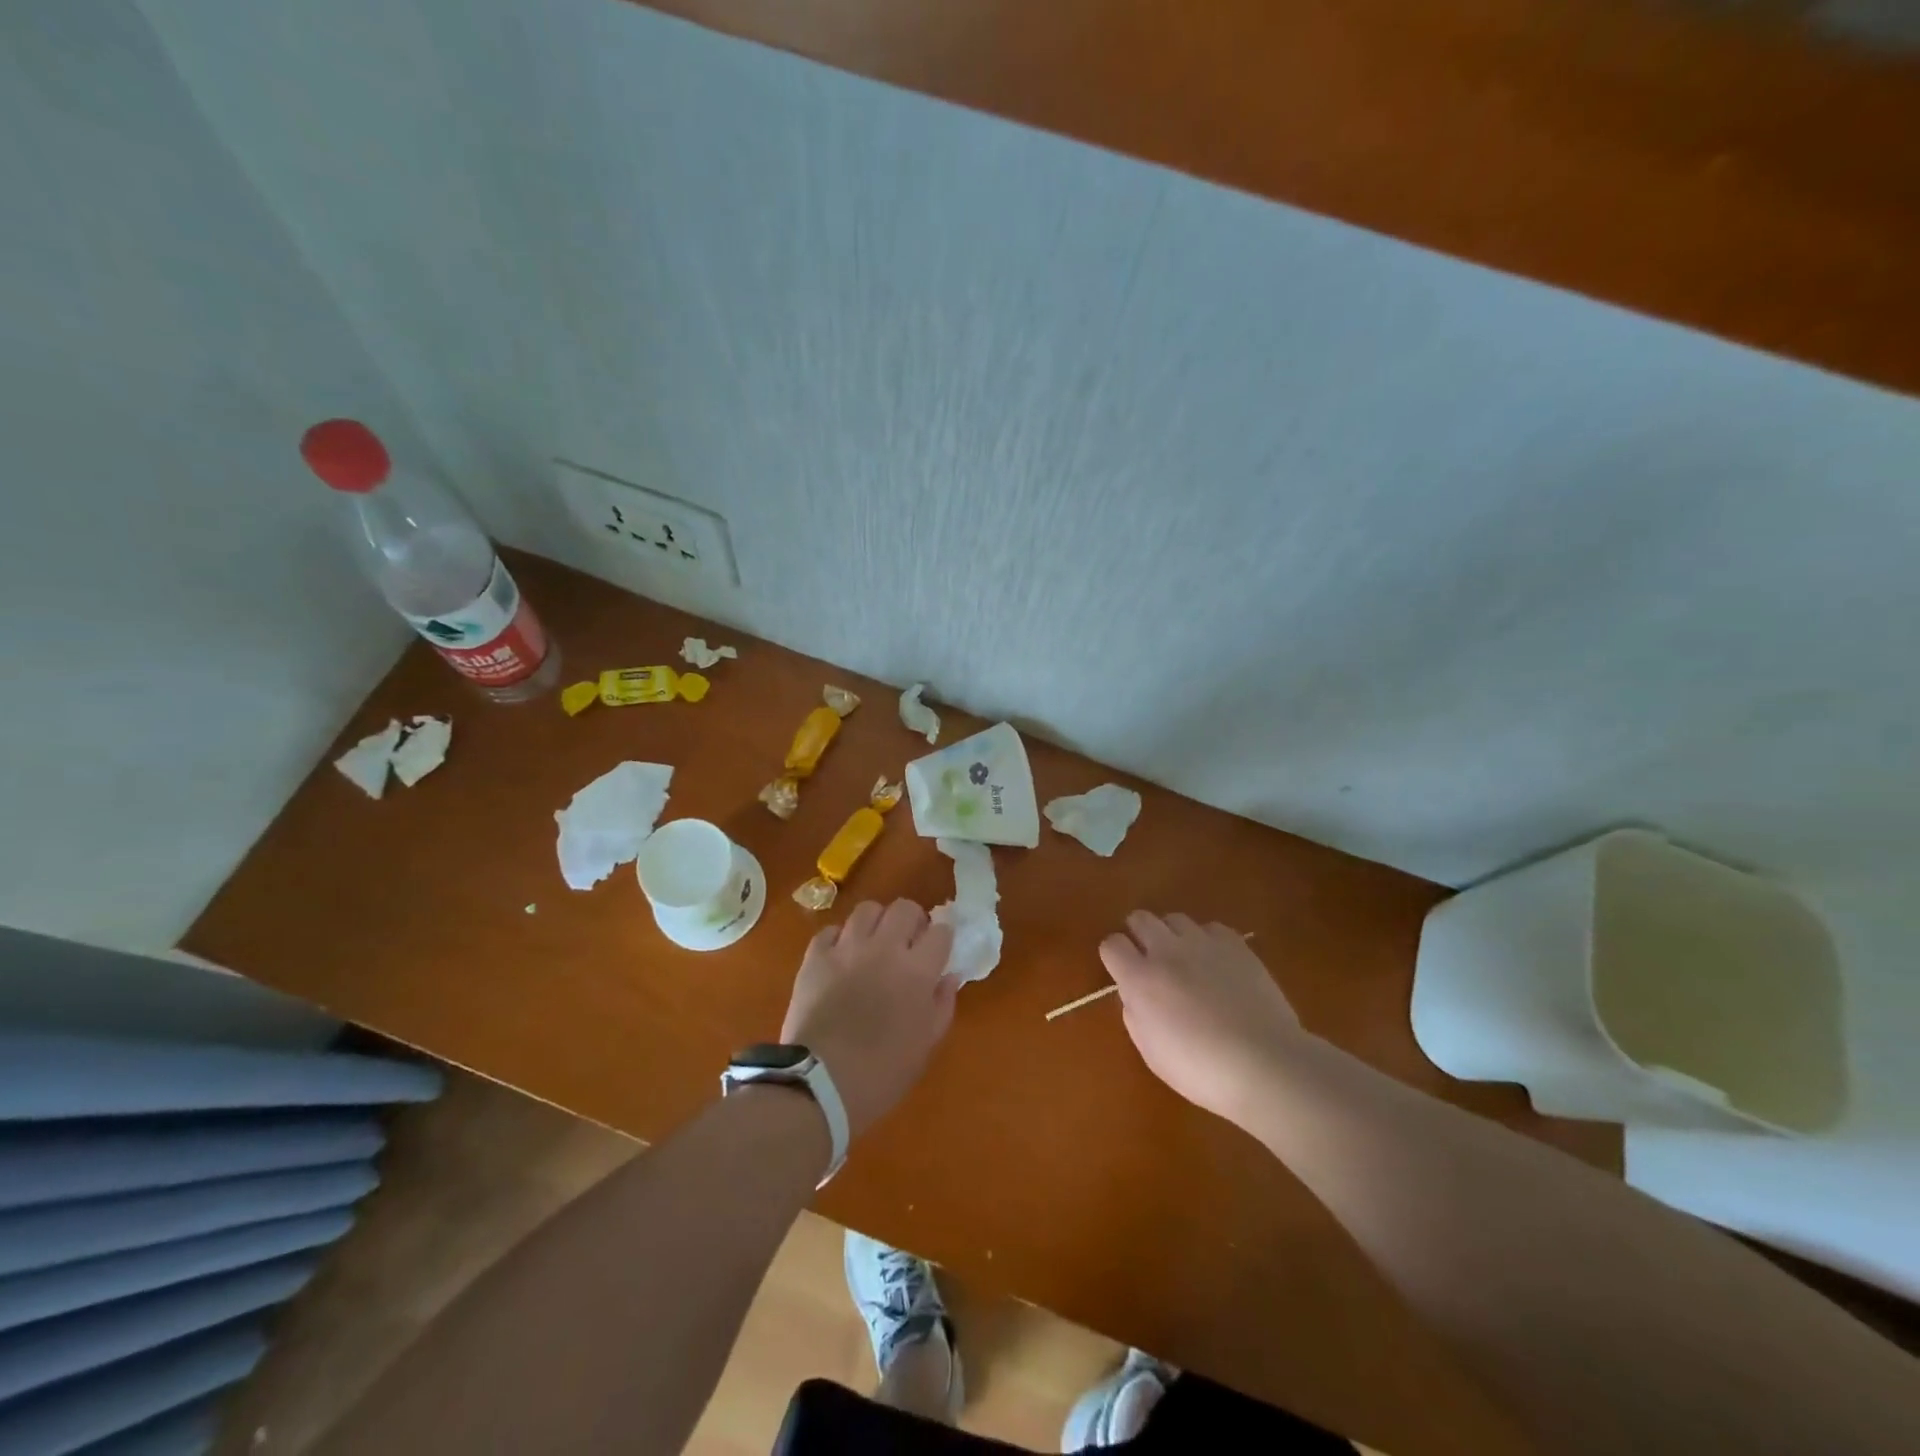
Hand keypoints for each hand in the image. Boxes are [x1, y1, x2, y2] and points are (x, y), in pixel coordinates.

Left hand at [781, 900, 957, 1139]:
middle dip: (912, 920)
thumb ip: (942, 1005)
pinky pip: (830, 930)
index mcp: (917, 971)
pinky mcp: (815, 957)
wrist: (819, 1084)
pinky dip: (840, 938)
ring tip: (874, 942)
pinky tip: (841, 956)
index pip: (941, 931)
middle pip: (904, 908)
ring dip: (877, 922)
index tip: (939, 949)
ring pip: (867, 910)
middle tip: (909, 940)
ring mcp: (847, 949)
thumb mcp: (925, 1046)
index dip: (942, 937)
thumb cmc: (882, 1072)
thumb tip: (949, 977)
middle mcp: (884, 949)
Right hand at [1100, 911, 1302, 1124]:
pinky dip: (1208, 941)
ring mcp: (1203, 943)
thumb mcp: (1151, 1052)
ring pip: (1175, 918)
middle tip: (1150, 960)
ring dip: (1173, 935)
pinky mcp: (1235, 945)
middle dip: (1138, 934)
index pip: (1111, 944)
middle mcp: (1166, 951)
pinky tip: (1217, 964)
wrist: (1265, 1064)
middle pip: (1140, 918)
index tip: (1122, 971)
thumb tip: (1134, 994)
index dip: (1114, 956)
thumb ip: (1135, 1014)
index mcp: (1140, 979)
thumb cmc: (1201, 1069)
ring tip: (1185, 960)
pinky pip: (1211, 928)